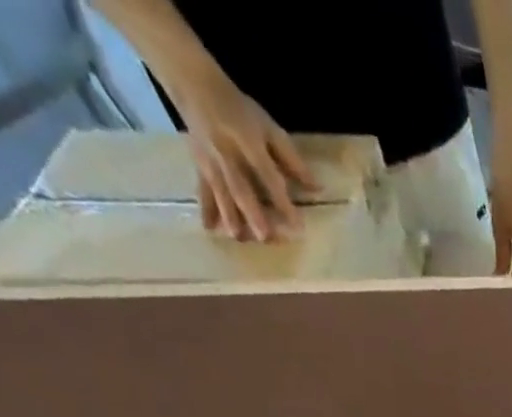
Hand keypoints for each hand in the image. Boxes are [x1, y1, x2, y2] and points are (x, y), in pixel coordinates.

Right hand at [172, 72, 315, 241]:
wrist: (195, 84)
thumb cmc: (240, 110)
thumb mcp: (269, 128)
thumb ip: (291, 159)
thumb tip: (317, 188)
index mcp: (249, 143)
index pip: (269, 176)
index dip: (282, 200)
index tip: (296, 225)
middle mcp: (228, 154)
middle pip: (242, 187)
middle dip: (252, 212)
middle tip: (264, 237)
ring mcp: (211, 161)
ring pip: (221, 191)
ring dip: (229, 215)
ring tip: (238, 237)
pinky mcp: (199, 164)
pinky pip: (202, 188)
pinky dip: (205, 208)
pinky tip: (208, 227)